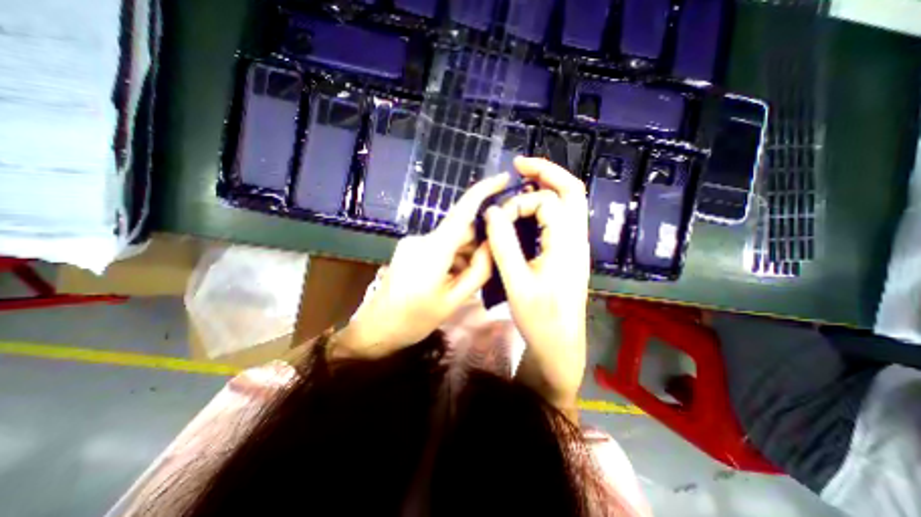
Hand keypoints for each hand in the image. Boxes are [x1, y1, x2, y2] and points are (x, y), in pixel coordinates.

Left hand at [333, 173, 511, 358]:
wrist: (377, 328)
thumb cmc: (415, 319)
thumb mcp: (454, 300)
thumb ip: (479, 270)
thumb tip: (494, 245)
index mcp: (434, 250)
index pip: (462, 211)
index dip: (484, 191)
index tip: (503, 178)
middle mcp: (422, 238)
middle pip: (460, 231)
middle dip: (476, 245)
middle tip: (482, 270)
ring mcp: (413, 242)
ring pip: (451, 240)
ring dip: (463, 255)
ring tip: (461, 283)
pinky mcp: (409, 248)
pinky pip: (439, 246)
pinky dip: (451, 258)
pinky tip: (449, 279)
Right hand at [483, 158, 590, 418]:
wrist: (560, 345)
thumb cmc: (540, 319)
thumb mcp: (517, 283)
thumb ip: (504, 245)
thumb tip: (492, 212)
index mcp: (567, 244)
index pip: (546, 203)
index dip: (518, 205)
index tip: (496, 220)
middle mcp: (576, 239)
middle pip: (571, 191)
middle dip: (546, 172)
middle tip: (519, 164)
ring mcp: (574, 246)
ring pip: (568, 203)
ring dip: (546, 187)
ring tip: (523, 181)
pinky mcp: (567, 253)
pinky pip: (560, 219)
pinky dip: (544, 206)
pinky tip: (526, 211)